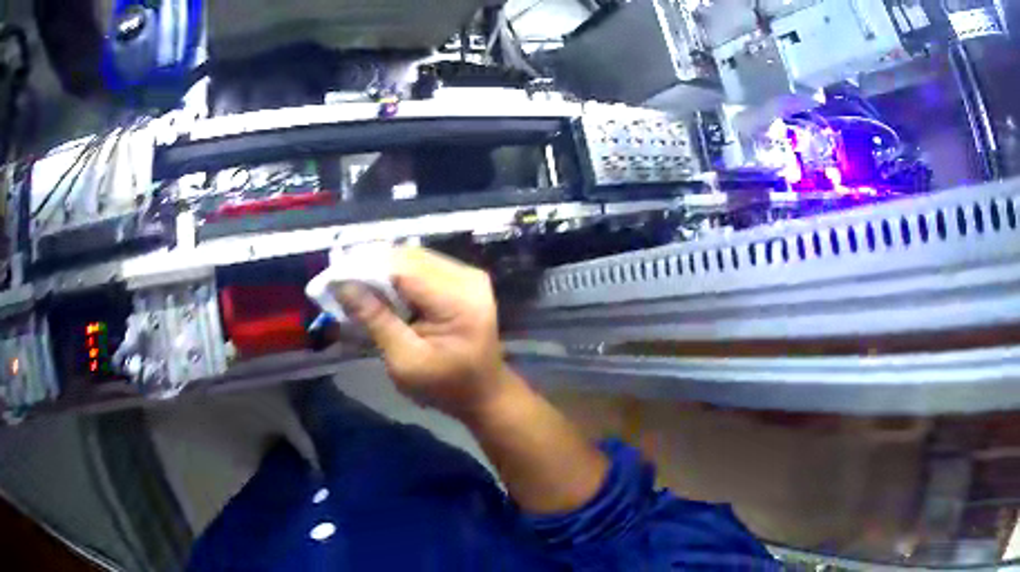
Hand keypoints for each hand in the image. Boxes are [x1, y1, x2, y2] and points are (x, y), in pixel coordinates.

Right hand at [338, 247, 513, 418]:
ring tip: (353, 282)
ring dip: (382, 268)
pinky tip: (378, 286)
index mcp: (458, 300)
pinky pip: (423, 266)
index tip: (333, 278)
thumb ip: (376, 321)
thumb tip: (342, 286)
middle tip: (338, 280)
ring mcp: (468, 275)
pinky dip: (397, 274)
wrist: (484, 393)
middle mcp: (467, 278)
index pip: (404, 269)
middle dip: (370, 265)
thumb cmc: (445, 387)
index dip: (365, 268)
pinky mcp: (463, 279)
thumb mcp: (405, 362)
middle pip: (409, 258)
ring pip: (414, 257)